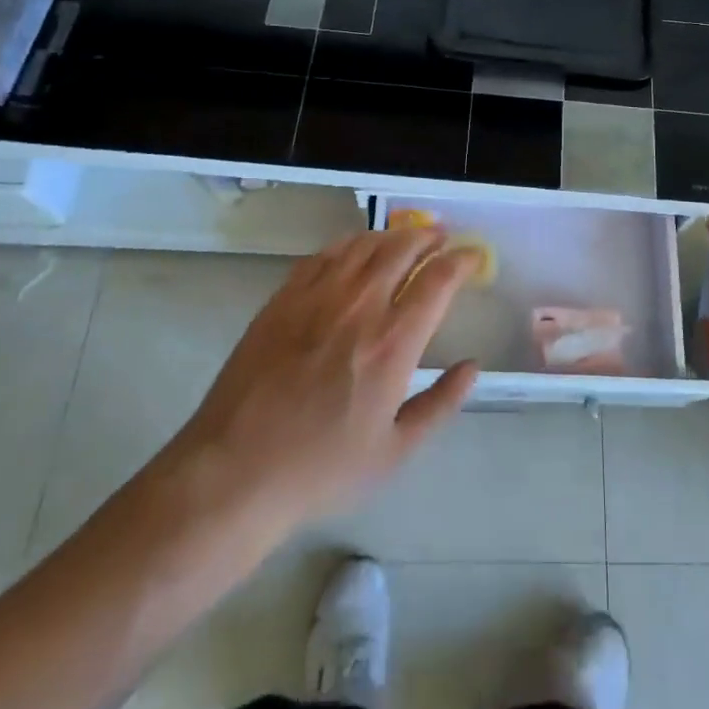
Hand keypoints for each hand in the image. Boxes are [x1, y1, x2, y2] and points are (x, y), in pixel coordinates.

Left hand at [140, 228, 480, 541]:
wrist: (236, 472)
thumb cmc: (322, 469)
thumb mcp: (395, 452)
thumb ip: (440, 403)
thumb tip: (472, 367)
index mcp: (393, 343)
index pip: (438, 280)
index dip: (462, 261)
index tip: (473, 256)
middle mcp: (359, 307)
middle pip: (402, 249)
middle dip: (429, 238)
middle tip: (441, 239)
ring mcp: (317, 297)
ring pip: (363, 245)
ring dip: (392, 236)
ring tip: (404, 239)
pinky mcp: (283, 299)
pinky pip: (324, 255)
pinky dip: (349, 244)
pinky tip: (354, 250)